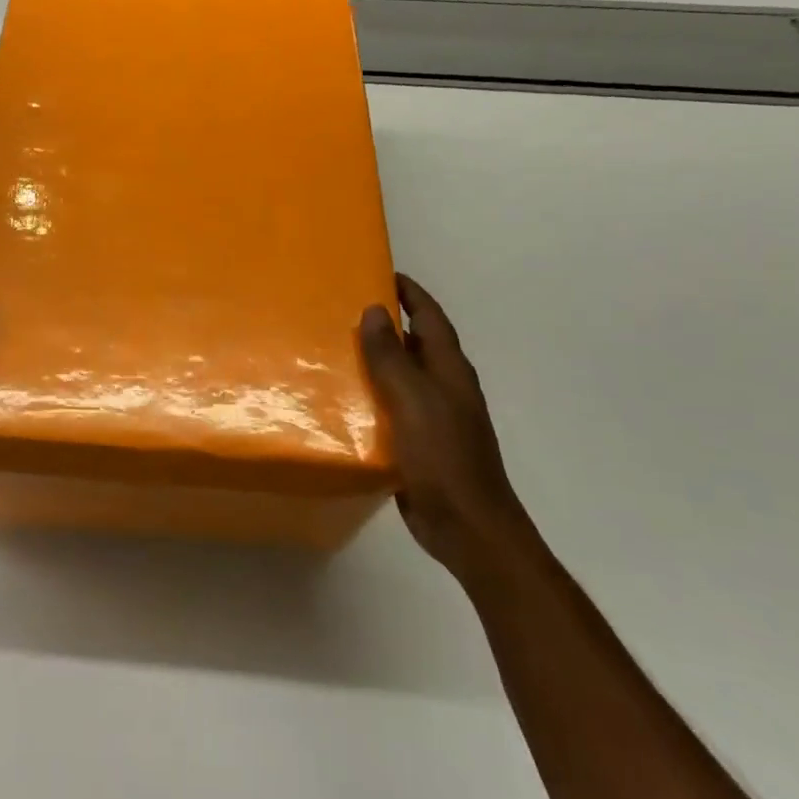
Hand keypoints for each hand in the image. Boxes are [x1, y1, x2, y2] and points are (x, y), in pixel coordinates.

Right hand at [359, 273, 527, 572]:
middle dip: (385, 323)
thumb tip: (375, 310)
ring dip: (373, 359)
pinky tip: (341, 398)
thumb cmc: (443, 456)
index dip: (409, 293)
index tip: (379, 271)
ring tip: (332, 347)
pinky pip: (390, 406)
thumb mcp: (413, 399)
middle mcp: (443, 386)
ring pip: (400, 375)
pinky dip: (369, 394)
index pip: (429, 317)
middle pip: (414, 343)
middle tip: (341, 307)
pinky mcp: (418, 442)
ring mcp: (432, 416)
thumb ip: (391, 356)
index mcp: (449, 369)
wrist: (467, 526)